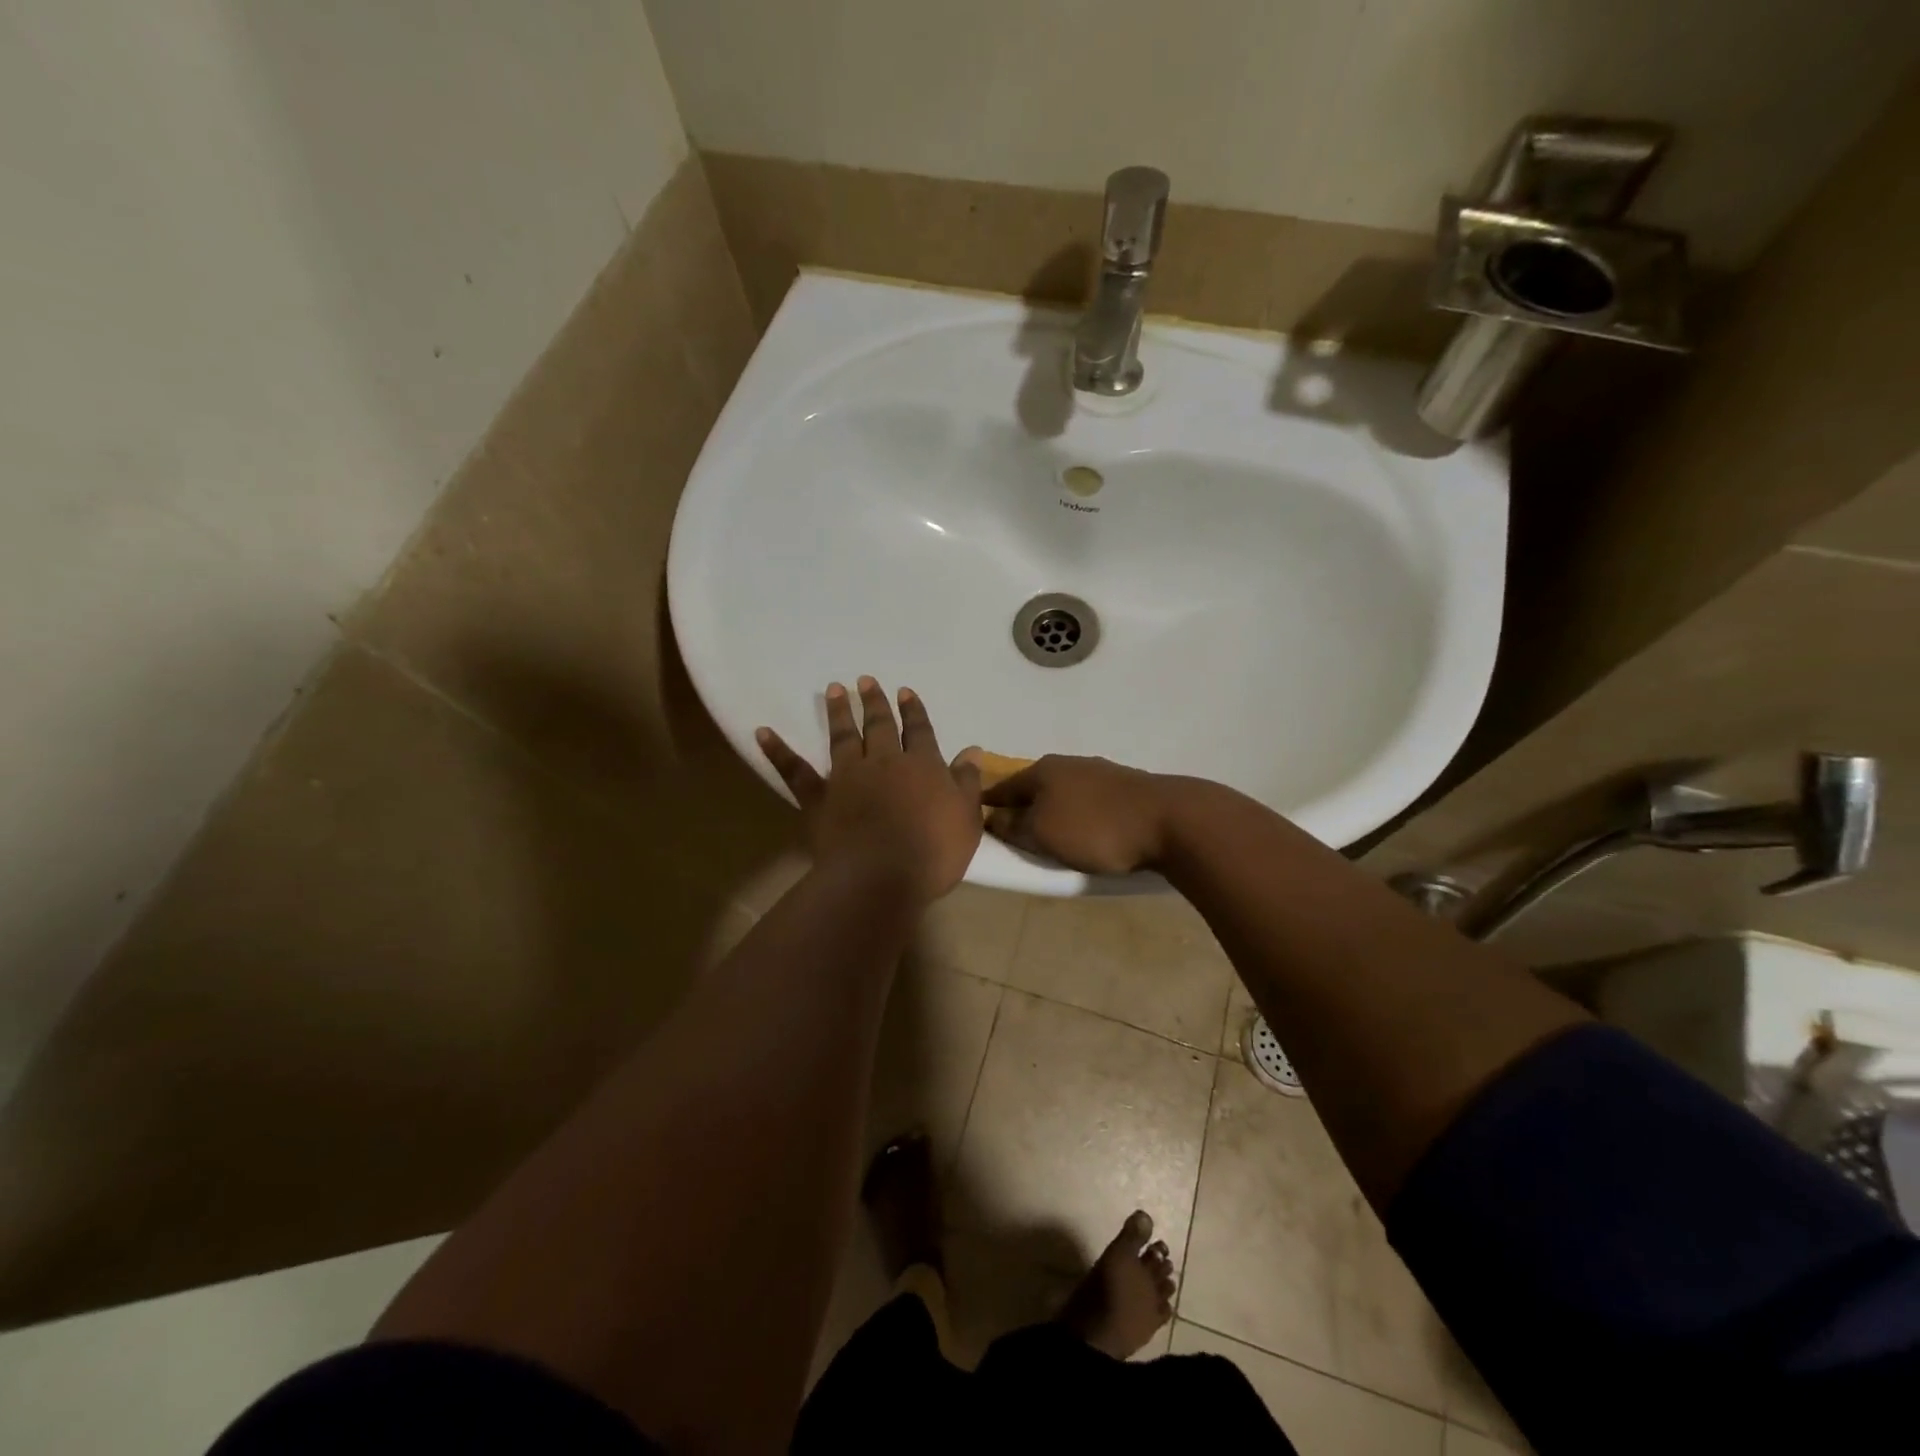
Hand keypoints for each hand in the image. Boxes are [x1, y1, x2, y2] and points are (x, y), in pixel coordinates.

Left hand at [757, 678, 982, 903]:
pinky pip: (794, 770)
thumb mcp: (966, 818)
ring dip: (840, 712)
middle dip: (875, 702)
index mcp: (922, 765)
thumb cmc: (933, 852)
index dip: (914, 711)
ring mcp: (848, 776)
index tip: (906, 692)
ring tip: (835, 689)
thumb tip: (972, 750)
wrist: (881, 876)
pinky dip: (778, 750)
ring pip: (843, 736)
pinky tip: (762, 732)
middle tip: (866, 680)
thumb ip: (967, 782)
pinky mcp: (818, 797)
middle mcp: (884, 762)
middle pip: (880, 726)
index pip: (919, 731)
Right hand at [974, 754, 1175, 874]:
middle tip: (1012, 832)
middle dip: (1021, 806)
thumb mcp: (1043, 833)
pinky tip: (1084, 829)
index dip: (987, 804)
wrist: (1169, 820)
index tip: (975, 819)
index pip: (1002, 787)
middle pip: (1034, 787)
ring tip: (1049, 834)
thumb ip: (1014, 826)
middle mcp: (1068, 764)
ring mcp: (1100, 772)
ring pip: (1063, 792)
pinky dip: (1078, 813)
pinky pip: (1088, 800)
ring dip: (1052, 809)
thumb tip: (994, 817)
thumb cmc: (1095, 828)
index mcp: (1042, 770)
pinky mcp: (1125, 786)